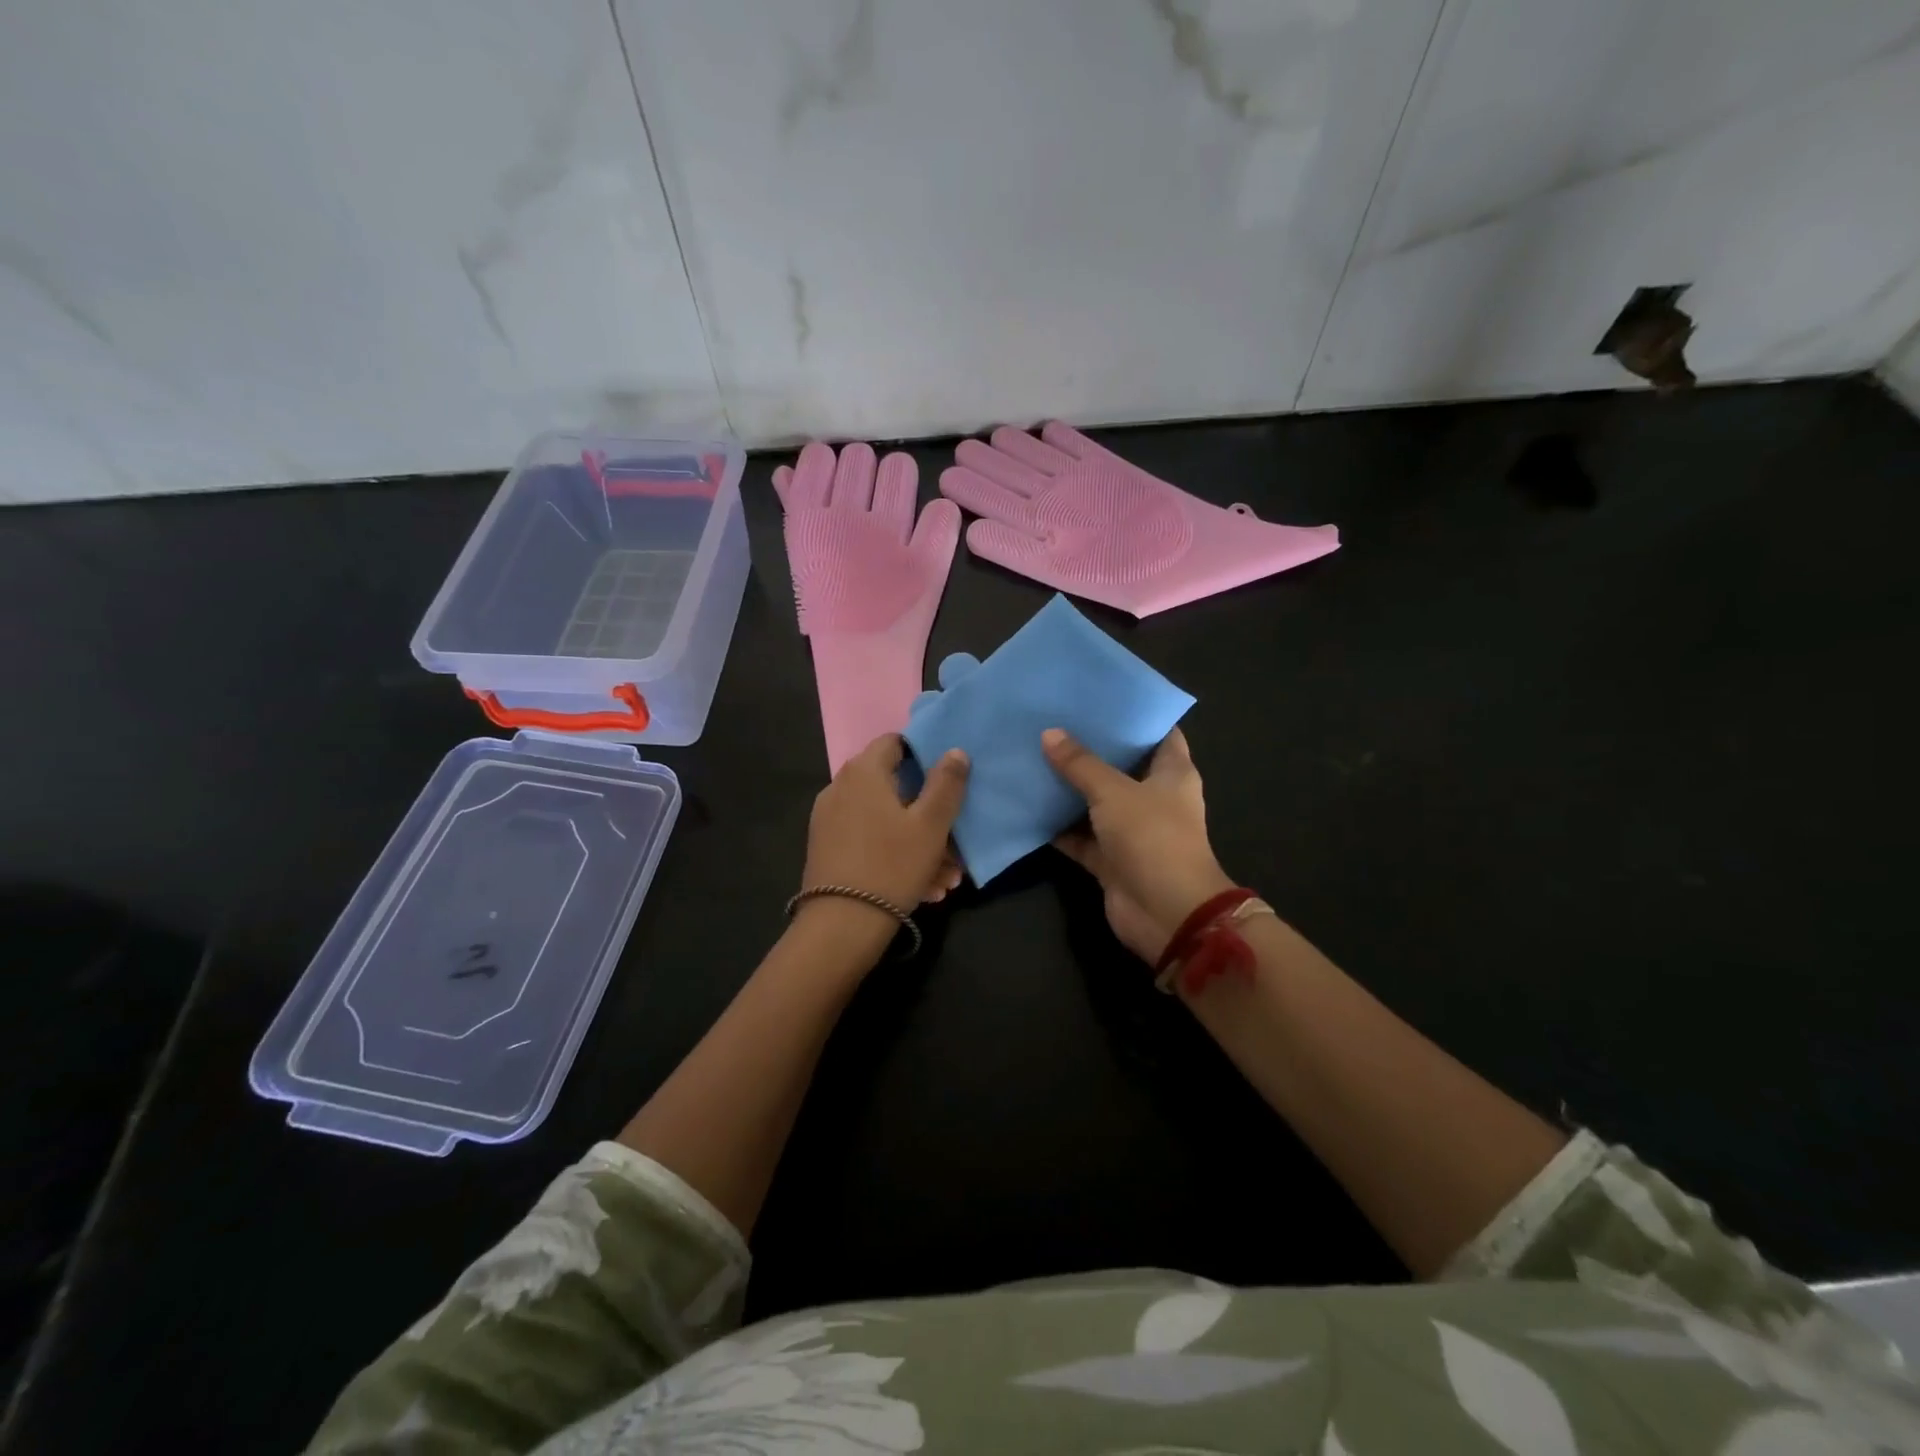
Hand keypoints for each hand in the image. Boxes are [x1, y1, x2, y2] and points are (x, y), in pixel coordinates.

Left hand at [800, 734, 967, 921]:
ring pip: (886, 821)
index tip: (949, 780)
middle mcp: (840, 788)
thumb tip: (955, 750)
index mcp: (863, 772)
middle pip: (894, 787)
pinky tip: (923, 888)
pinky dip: (896, 856)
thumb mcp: (931, 825)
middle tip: (955, 843)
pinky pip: (870, 842)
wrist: (840, 926)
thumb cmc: (892, 865)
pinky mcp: (828, 849)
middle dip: (929, 813)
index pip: (895, 742)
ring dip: (919, 843)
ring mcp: (830, 820)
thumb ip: (946, 784)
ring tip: (945, 878)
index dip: (925, 754)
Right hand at [1043, 726, 1234, 962]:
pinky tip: (1027, 804)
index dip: (1132, 714)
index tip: (1098, 696)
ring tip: (1032, 755)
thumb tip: (1049, 734)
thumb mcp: (1114, 792)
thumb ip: (1081, 764)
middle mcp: (1153, 797)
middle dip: (1089, 748)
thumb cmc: (1152, 838)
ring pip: (1095, 801)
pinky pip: (1079, 835)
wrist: (1166, 914)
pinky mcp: (1110, 858)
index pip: (1157, 732)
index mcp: (1172, 773)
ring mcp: (1131, 830)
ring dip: (1068, 787)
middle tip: (1051, 721)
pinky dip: (1057, 826)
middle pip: (1119, 765)